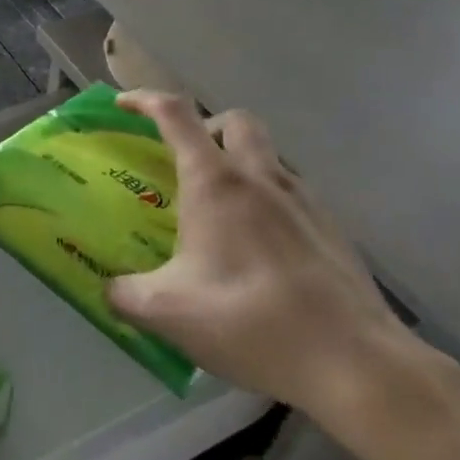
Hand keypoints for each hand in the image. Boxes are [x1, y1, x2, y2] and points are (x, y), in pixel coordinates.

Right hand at [106, 93, 435, 436]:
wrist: (351, 360)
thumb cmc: (248, 320)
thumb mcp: (168, 312)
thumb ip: (126, 295)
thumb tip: (109, 288)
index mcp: (215, 182)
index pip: (176, 115)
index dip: (145, 100)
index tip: (124, 106)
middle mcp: (261, 177)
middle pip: (235, 121)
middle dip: (206, 128)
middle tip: (186, 164)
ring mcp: (304, 200)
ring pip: (268, 157)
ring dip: (241, 167)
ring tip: (222, 218)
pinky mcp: (332, 229)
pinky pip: (292, 196)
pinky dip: (268, 204)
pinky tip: (260, 255)